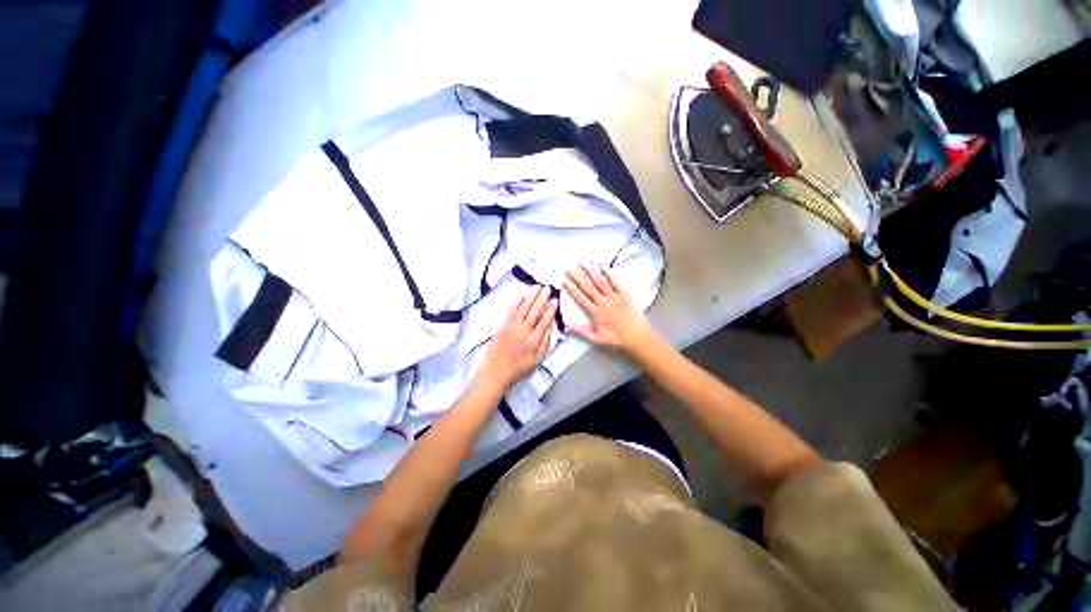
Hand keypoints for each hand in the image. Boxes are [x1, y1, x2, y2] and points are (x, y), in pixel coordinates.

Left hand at [480, 286, 557, 390]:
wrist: (495, 374)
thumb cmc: (517, 370)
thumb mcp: (536, 362)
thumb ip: (545, 345)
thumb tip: (550, 330)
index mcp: (534, 341)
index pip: (545, 321)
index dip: (551, 309)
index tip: (555, 300)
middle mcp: (524, 331)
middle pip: (535, 311)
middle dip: (542, 298)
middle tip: (548, 288)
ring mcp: (512, 327)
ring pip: (523, 308)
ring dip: (531, 296)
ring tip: (537, 287)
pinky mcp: (502, 326)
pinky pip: (511, 311)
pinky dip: (517, 302)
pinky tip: (522, 295)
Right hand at [563, 263, 655, 353]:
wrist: (638, 337)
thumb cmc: (617, 339)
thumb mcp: (597, 339)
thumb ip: (581, 331)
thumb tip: (565, 328)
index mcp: (595, 313)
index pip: (581, 298)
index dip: (572, 288)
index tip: (564, 280)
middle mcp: (603, 303)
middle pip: (588, 287)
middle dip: (577, 277)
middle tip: (568, 269)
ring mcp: (614, 297)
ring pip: (600, 281)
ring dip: (590, 271)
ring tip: (582, 262)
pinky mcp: (624, 294)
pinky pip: (616, 282)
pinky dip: (609, 273)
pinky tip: (602, 265)